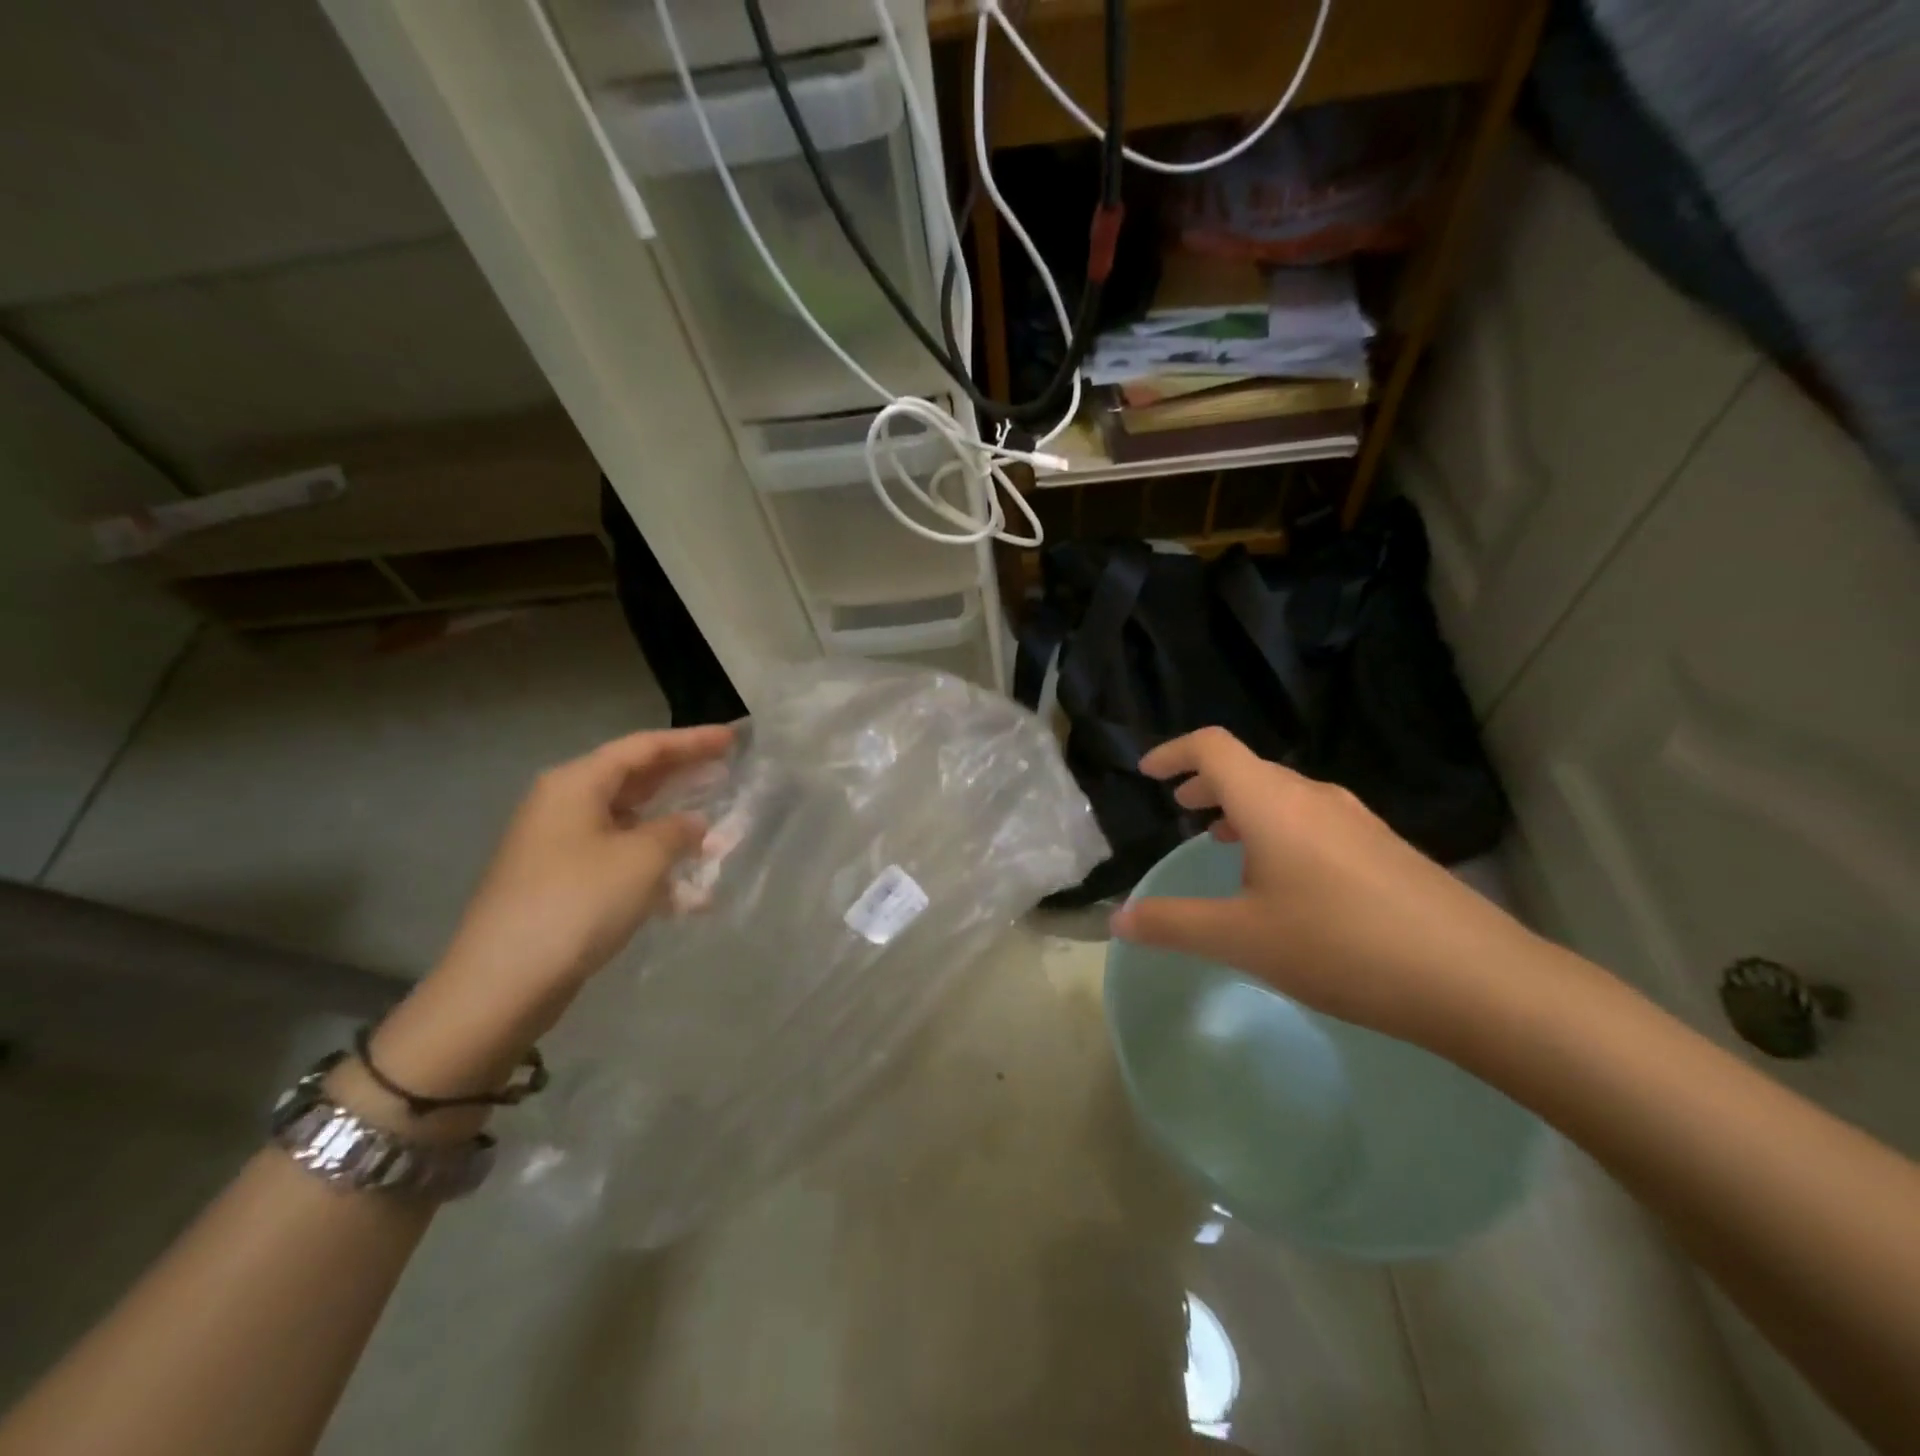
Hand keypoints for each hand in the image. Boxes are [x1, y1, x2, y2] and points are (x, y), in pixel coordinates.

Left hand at [367, 725, 732, 1098]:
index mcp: (576, 784)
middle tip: (727, 771)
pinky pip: (619, 861)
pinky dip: (654, 869)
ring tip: (716, 833)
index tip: (732, 738)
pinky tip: (690, 894)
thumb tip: (693, 824)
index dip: (691, 741)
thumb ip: (676, 831)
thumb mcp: (641, 859)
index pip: (643, 748)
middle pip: (634, 780)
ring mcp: (560, 847)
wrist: (504, 983)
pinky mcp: (563, 884)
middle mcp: (564, 806)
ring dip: (672, 829)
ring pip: (629, 823)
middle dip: (682, 778)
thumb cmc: (577, 903)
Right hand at [1109, 727, 1535, 1049]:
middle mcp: (1313, 797)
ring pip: (1283, 795)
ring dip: (1244, 807)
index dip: (1174, 752)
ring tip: (1225, 841)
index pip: (1212, 747)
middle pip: (1248, 768)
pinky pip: (1314, 819)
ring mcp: (1356, 820)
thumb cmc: (1341, 946)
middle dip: (1206, 783)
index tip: (1147, 772)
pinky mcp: (1385, 848)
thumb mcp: (1242, 938)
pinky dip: (1279, 828)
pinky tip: (1285, 878)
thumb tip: (1118, 920)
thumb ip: (1173, 924)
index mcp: (1271, 802)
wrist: (1476, 978)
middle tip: (1180, 808)